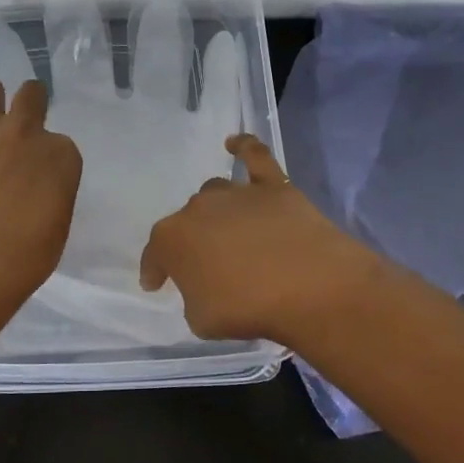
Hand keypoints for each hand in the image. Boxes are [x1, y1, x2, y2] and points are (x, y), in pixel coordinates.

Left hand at [0, 79, 83, 296]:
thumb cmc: (25, 254)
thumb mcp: (56, 226)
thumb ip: (49, 195)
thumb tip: (35, 194)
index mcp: (60, 155)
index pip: (62, 144)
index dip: (53, 159)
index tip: (46, 177)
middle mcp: (25, 134)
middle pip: (31, 95)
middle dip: (32, 100)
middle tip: (26, 115)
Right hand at [139, 134, 379, 348]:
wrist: (308, 287)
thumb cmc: (247, 309)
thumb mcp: (202, 319)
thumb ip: (193, 296)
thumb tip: (203, 284)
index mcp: (172, 239)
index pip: (155, 254)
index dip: (155, 270)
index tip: (156, 284)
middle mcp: (198, 208)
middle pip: (188, 222)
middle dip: (193, 242)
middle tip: (209, 266)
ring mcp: (236, 193)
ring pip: (216, 194)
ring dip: (217, 213)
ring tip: (230, 233)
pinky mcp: (273, 186)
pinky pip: (254, 157)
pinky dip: (244, 148)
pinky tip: (236, 143)